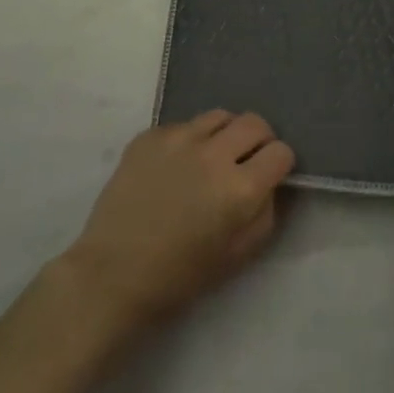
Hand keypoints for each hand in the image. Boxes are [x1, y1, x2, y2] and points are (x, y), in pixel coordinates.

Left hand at [56, 111, 295, 346]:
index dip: (279, 164)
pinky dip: (189, 141)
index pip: (281, 152)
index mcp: (240, 189)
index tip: (269, 176)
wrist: (112, 275)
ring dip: (224, 134)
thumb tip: (270, 183)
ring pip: (219, 116)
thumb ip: (266, 212)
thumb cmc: (179, 276)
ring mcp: (179, 139)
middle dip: (259, 140)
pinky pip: (183, 125)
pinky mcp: (150, 136)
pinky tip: (175, 167)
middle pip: (254, 123)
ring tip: (210, 158)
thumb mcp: (239, 255)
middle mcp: (213, 155)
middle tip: (245, 160)